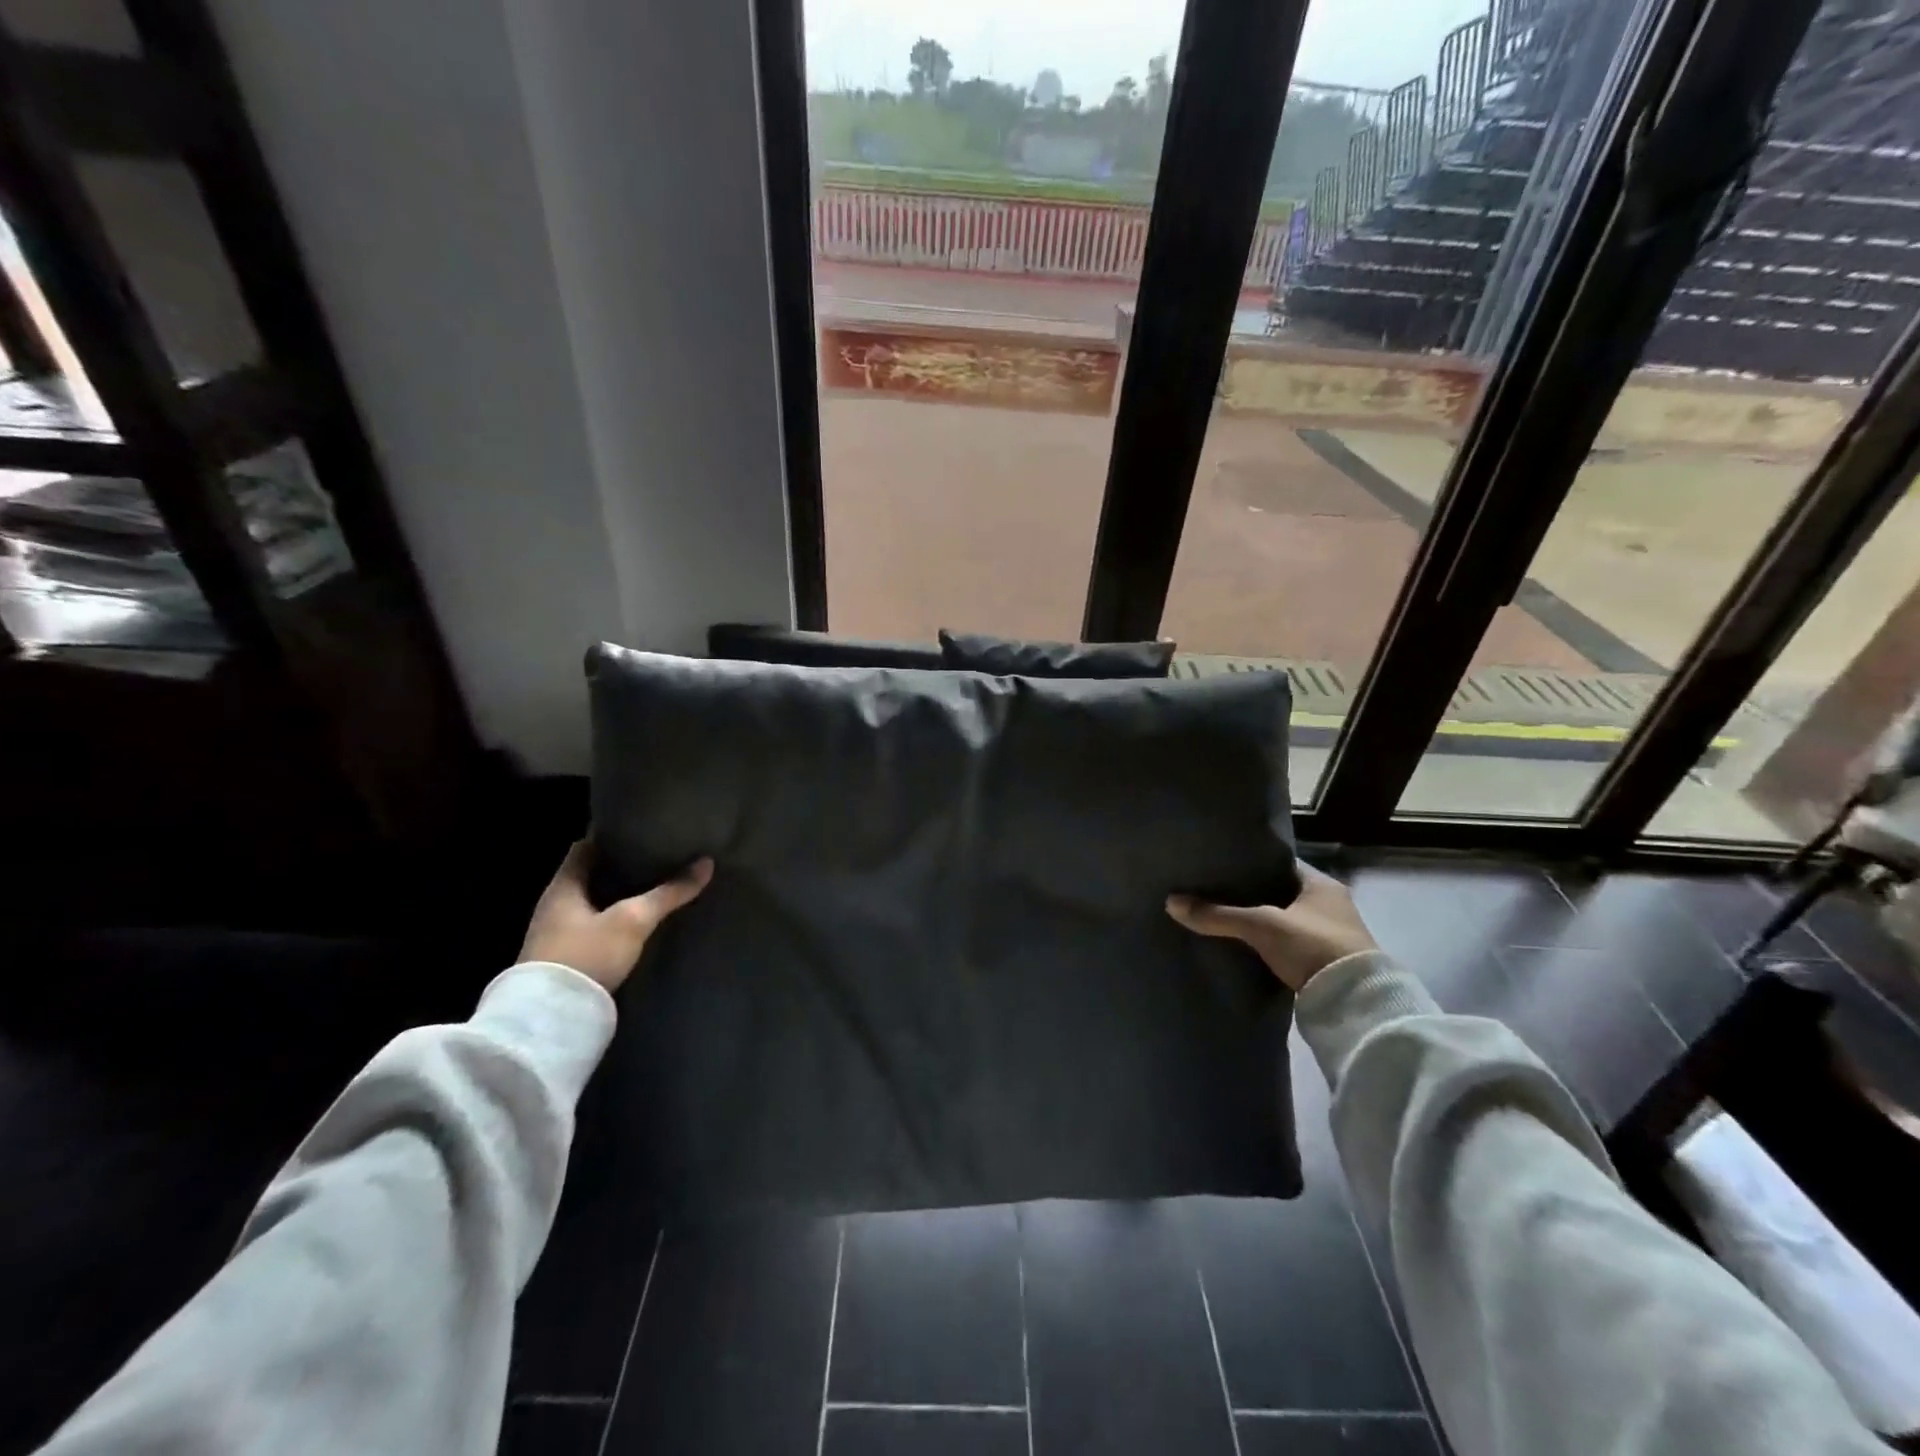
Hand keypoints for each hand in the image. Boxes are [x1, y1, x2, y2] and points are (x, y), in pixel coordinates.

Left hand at [518, 841, 713, 991]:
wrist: (551, 1021)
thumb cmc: (587, 955)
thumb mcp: (634, 920)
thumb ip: (669, 892)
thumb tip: (706, 863)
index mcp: (562, 886)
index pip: (585, 847)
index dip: (611, 837)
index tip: (641, 831)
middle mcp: (553, 906)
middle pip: (590, 876)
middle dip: (620, 868)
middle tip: (657, 859)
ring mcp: (556, 936)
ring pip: (592, 905)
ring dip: (617, 898)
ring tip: (654, 890)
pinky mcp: (565, 962)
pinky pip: (593, 930)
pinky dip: (614, 923)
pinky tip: (638, 926)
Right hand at [1166, 864, 1376, 991]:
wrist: (1355, 1004)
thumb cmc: (1313, 947)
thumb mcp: (1261, 926)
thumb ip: (1218, 914)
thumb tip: (1171, 902)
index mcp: (1322, 884)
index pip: (1279, 863)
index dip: (1250, 863)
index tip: (1220, 865)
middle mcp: (1331, 904)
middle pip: (1280, 892)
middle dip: (1251, 894)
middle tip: (1213, 890)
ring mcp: (1331, 935)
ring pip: (1284, 919)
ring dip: (1260, 921)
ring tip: (1222, 917)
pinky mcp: (1325, 962)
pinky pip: (1288, 943)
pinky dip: (1268, 943)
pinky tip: (1243, 945)